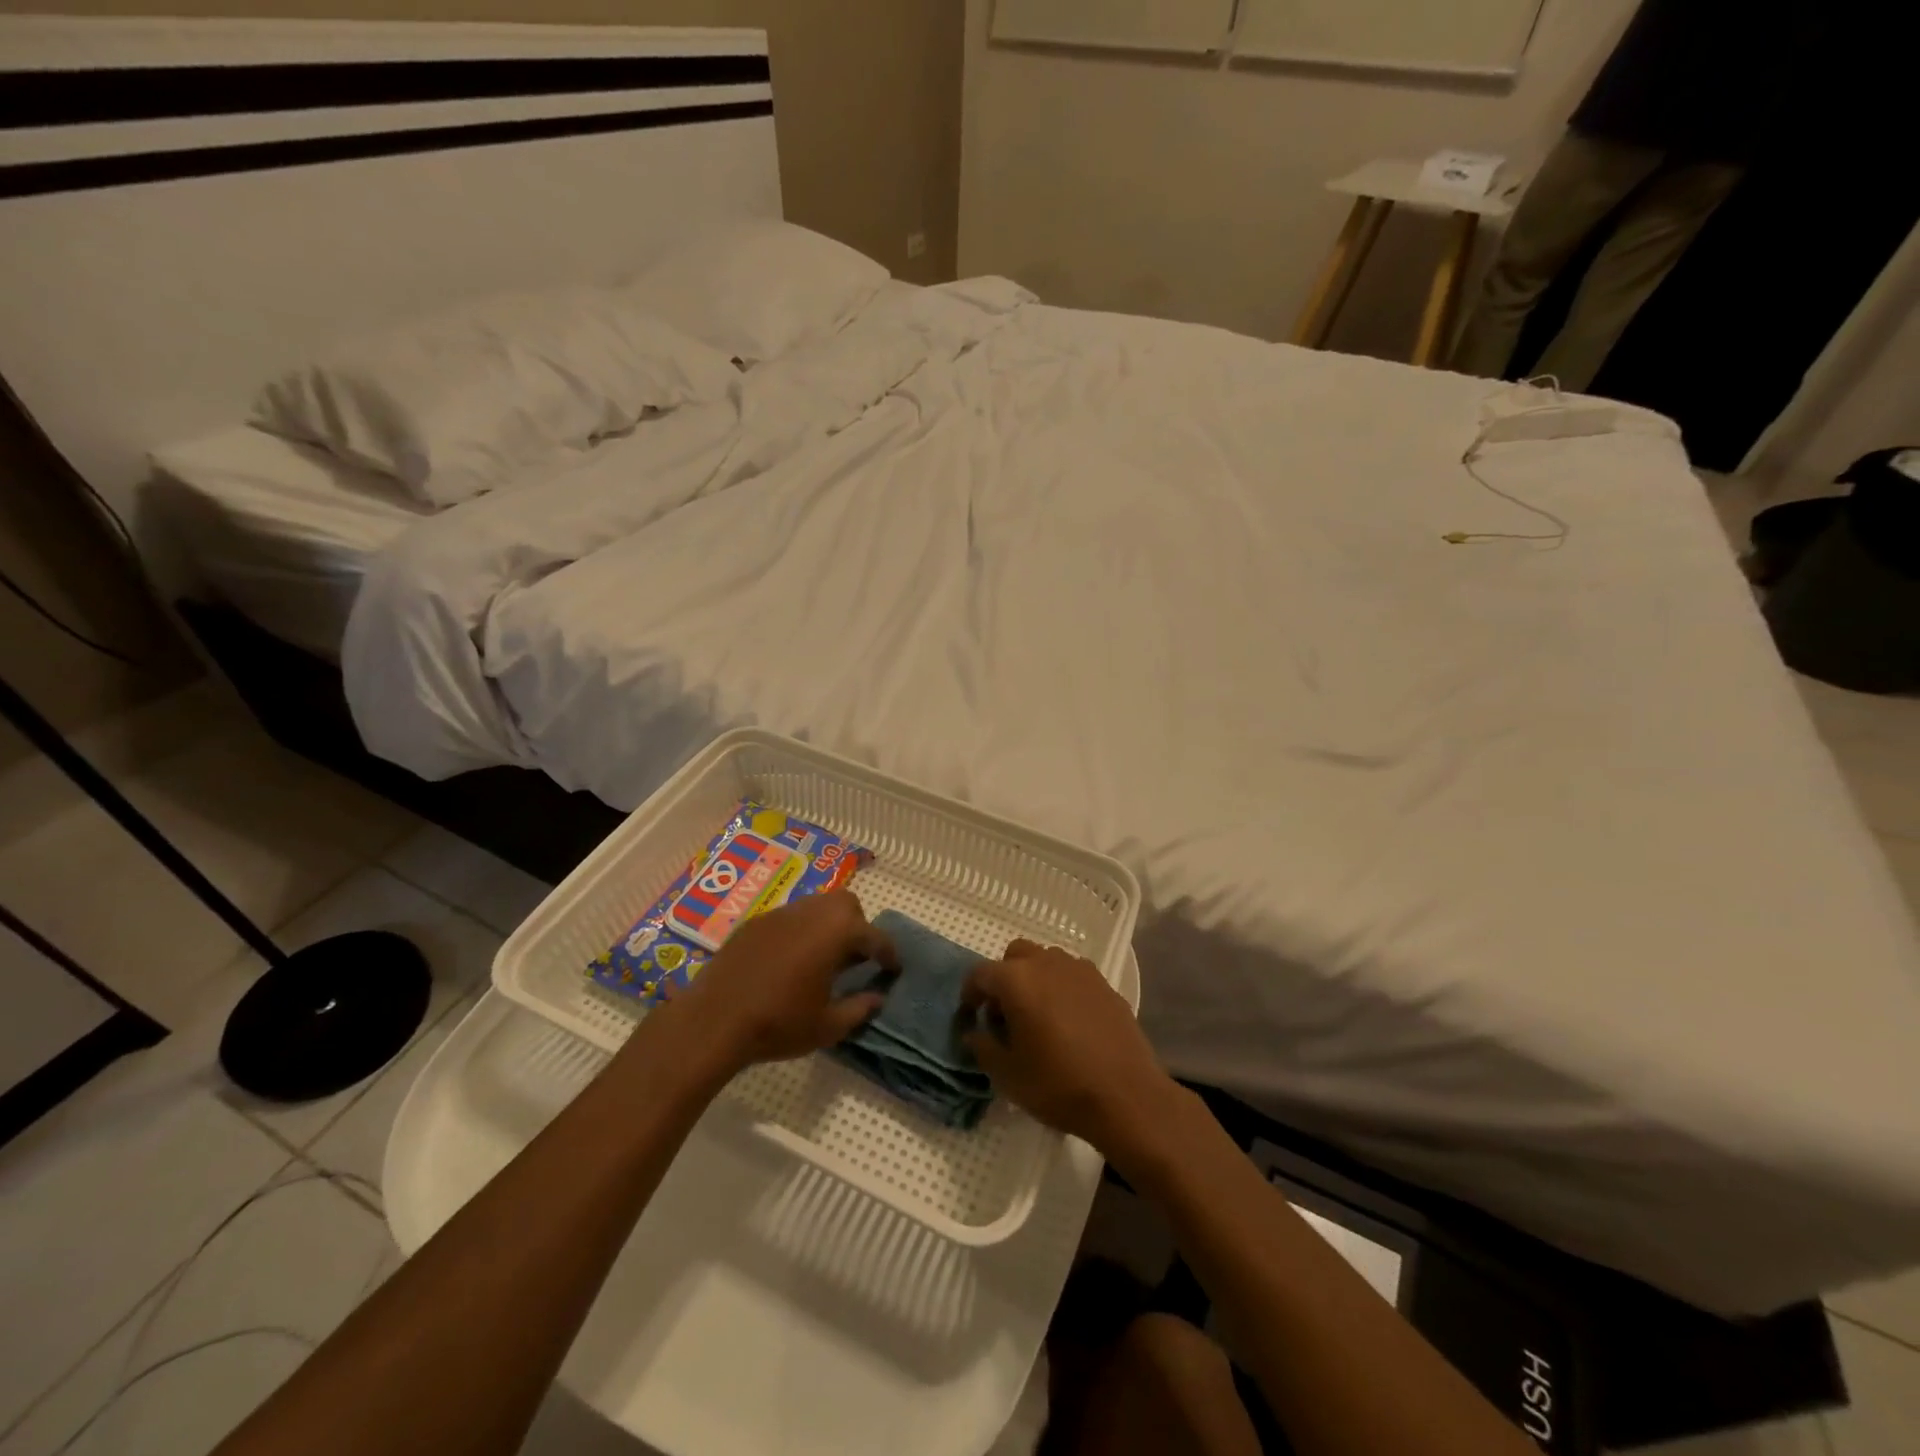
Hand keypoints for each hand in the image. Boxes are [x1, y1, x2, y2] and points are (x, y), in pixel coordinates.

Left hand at [653, 891, 897, 1072]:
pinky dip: (801, 931)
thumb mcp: (827, 1026)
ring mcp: (780, 914)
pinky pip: (790, 918)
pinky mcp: (756, 922)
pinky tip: (791, 961)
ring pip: (817, 906)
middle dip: (858, 927)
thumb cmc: (778, 1023)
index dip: (888, 954)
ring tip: (825, 959)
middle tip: (856, 958)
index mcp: (836, 932)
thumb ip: (859, 1008)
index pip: (874, 937)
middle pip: (846, 905)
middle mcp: (811, 912)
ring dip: (828, 926)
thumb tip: (877, 998)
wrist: (713, 1020)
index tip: (893, 969)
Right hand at [961, 939, 1171, 1150]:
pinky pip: (1072, 975)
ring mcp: (1080, 970)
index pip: (981, 973)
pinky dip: (1062, 988)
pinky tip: (1068, 1022)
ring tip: (1037, 1016)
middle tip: (1004, 1014)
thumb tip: (975, 1032)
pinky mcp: (1105, 984)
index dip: (970, 994)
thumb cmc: (1058, 1084)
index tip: (971, 1018)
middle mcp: (1047, 963)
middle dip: (1004, 978)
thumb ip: (983, 1047)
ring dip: (1034, 979)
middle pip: (1016, 955)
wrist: (1126, 1096)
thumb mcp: (1007, 1075)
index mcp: (1017, 980)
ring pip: (1046, 960)